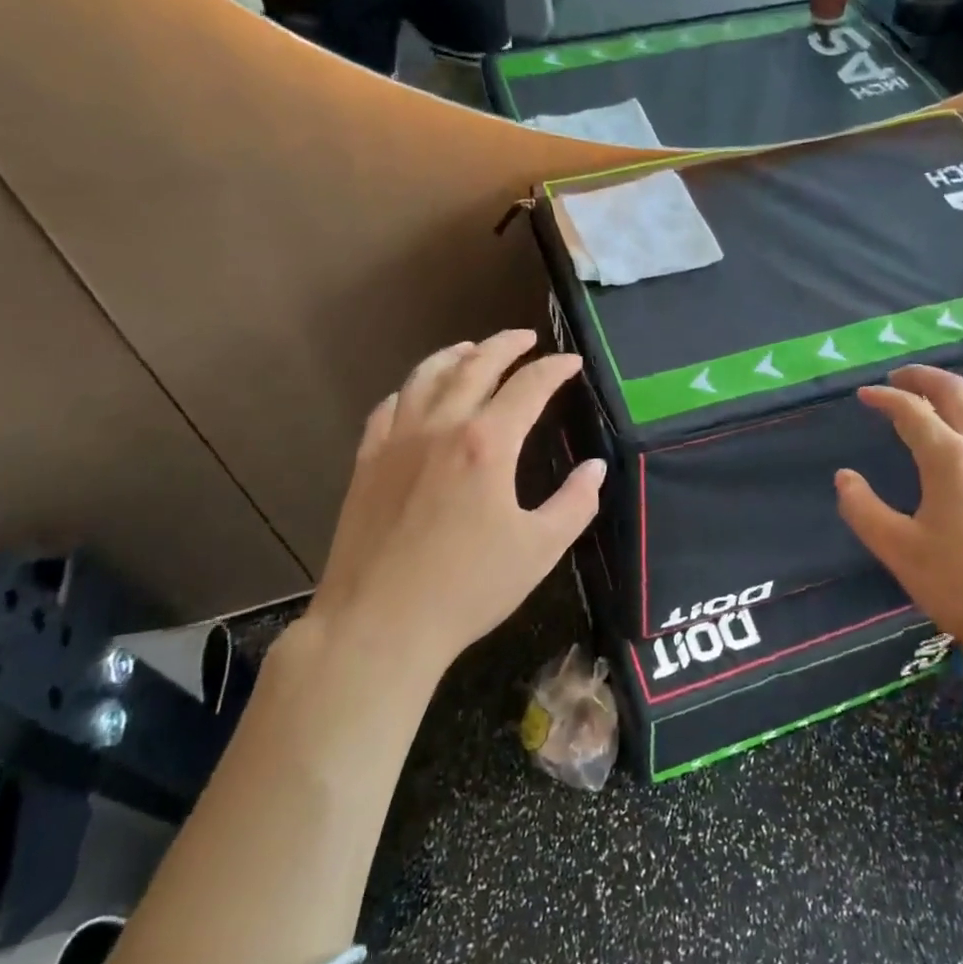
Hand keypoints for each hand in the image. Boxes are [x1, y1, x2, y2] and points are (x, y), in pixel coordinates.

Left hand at [315, 330, 604, 669]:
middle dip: (505, 345)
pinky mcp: (367, 462)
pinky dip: (410, 390)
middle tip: (525, 338)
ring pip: (426, 377)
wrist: (378, 625)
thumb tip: (595, 468)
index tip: (571, 363)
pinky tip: (416, 395)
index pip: (528, 386)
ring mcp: (397, 441)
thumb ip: (575, 503)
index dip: (554, 369)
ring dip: (454, 355)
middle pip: (475, 365)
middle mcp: (440, 427)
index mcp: (487, 443)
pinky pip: (388, 408)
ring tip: (471, 349)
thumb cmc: (468, 588)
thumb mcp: (539, 550)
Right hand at [835, 366, 962, 666]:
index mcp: (949, 458)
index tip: (864, 395)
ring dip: (960, 391)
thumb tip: (843, 477)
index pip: (912, 411)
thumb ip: (864, 511)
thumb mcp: (901, 552)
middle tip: (899, 377)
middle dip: (924, 378)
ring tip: (940, 396)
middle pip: (956, 393)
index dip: (885, 398)